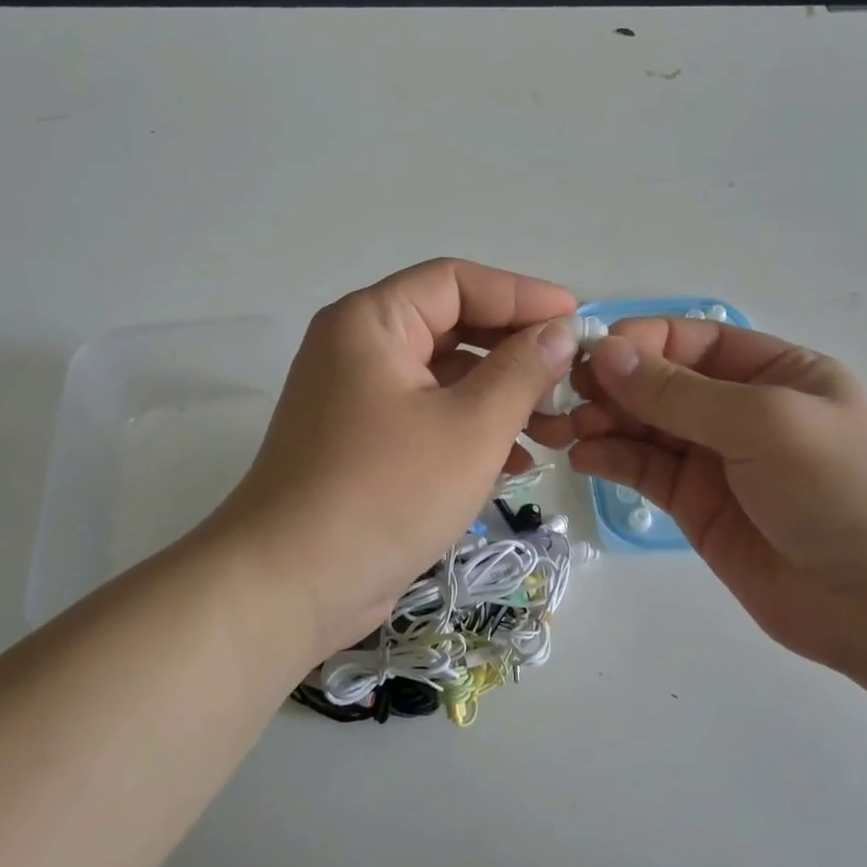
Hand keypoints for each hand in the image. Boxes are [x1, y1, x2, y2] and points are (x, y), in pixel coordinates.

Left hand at [210, 259, 578, 667]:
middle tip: (570, 377)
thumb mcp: (470, 428)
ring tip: (556, 428)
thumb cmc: (386, 492)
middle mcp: (357, 348)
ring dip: (500, 396)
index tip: (576, 320)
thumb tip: (560, 332)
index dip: (521, 294)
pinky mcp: (362, 444)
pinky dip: (471, 429)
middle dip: (515, 352)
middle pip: (451, 327)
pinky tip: (517, 463)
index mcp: (371, 322)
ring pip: (443, 377)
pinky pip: (427, 416)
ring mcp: (356, 398)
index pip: (456, 281)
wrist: (290, 585)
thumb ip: (522, 371)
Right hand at [533, 320, 866, 674]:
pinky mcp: (694, 505)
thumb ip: (680, 393)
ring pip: (643, 426)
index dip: (639, 343)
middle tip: (561, 395)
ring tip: (562, 428)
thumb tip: (605, 353)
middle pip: (659, 383)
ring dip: (601, 421)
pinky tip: (583, 457)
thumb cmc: (842, 490)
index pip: (690, 342)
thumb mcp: (765, 424)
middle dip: (611, 384)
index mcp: (771, 371)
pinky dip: (611, 459)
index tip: (590, 356)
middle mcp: (738, 409)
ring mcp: (714, 459)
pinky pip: (643, 470)